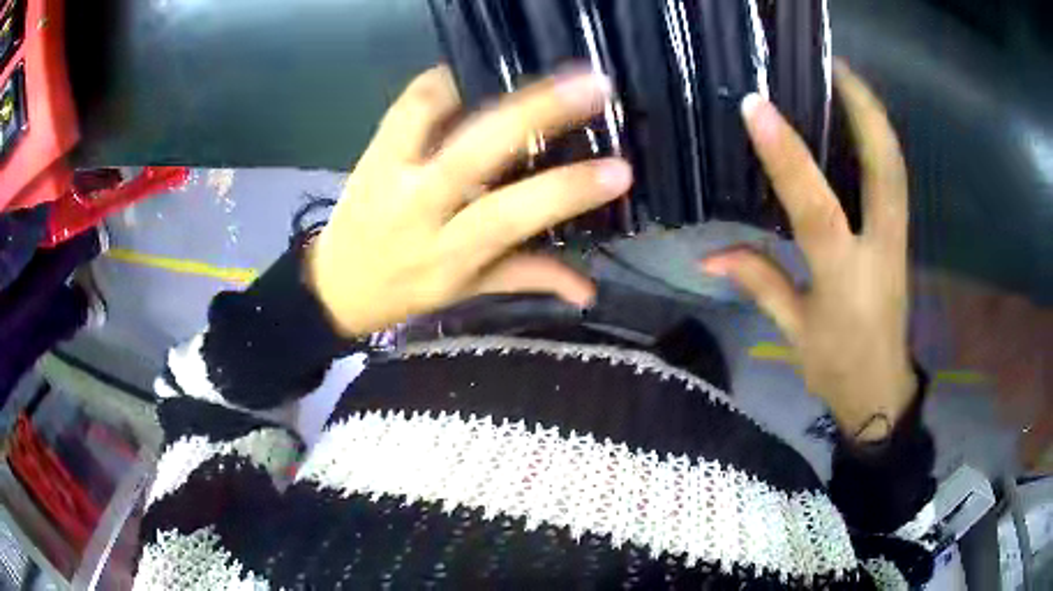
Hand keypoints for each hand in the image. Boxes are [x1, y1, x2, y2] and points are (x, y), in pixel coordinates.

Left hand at [307, 65, 632, 336]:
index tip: (619, 170)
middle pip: (475, 150)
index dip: (567, 191)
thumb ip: (530, 278)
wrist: (335, 284)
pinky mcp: (370, 151)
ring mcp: (389, 172)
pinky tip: (467, 76)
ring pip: (428, 115)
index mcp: (450, 251)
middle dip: (537, 111)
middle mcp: (419, 207)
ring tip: (523, 67)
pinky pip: (403, 106)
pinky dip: (437, 83)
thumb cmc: (406, 291)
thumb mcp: (468, 291)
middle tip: (590, 83)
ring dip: (478, 83)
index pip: (514, 214)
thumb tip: (589, 290)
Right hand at [703, 62, 915, 440]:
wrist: (882, 390)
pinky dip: (880, 141)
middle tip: (830, 64)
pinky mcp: (900, 235)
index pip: (817, 208)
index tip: (757, 106)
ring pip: (895, 166)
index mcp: (845, 278)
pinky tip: (860, 120)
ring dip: (874, 116)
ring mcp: (897, 238)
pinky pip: (894, 178)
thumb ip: (759, 282)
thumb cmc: (836, 367)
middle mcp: (880, 247)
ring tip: (844, 77)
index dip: (787, 156)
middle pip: (885, 168)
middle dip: (863, 109)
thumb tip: (706, 257)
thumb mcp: (794, 332)